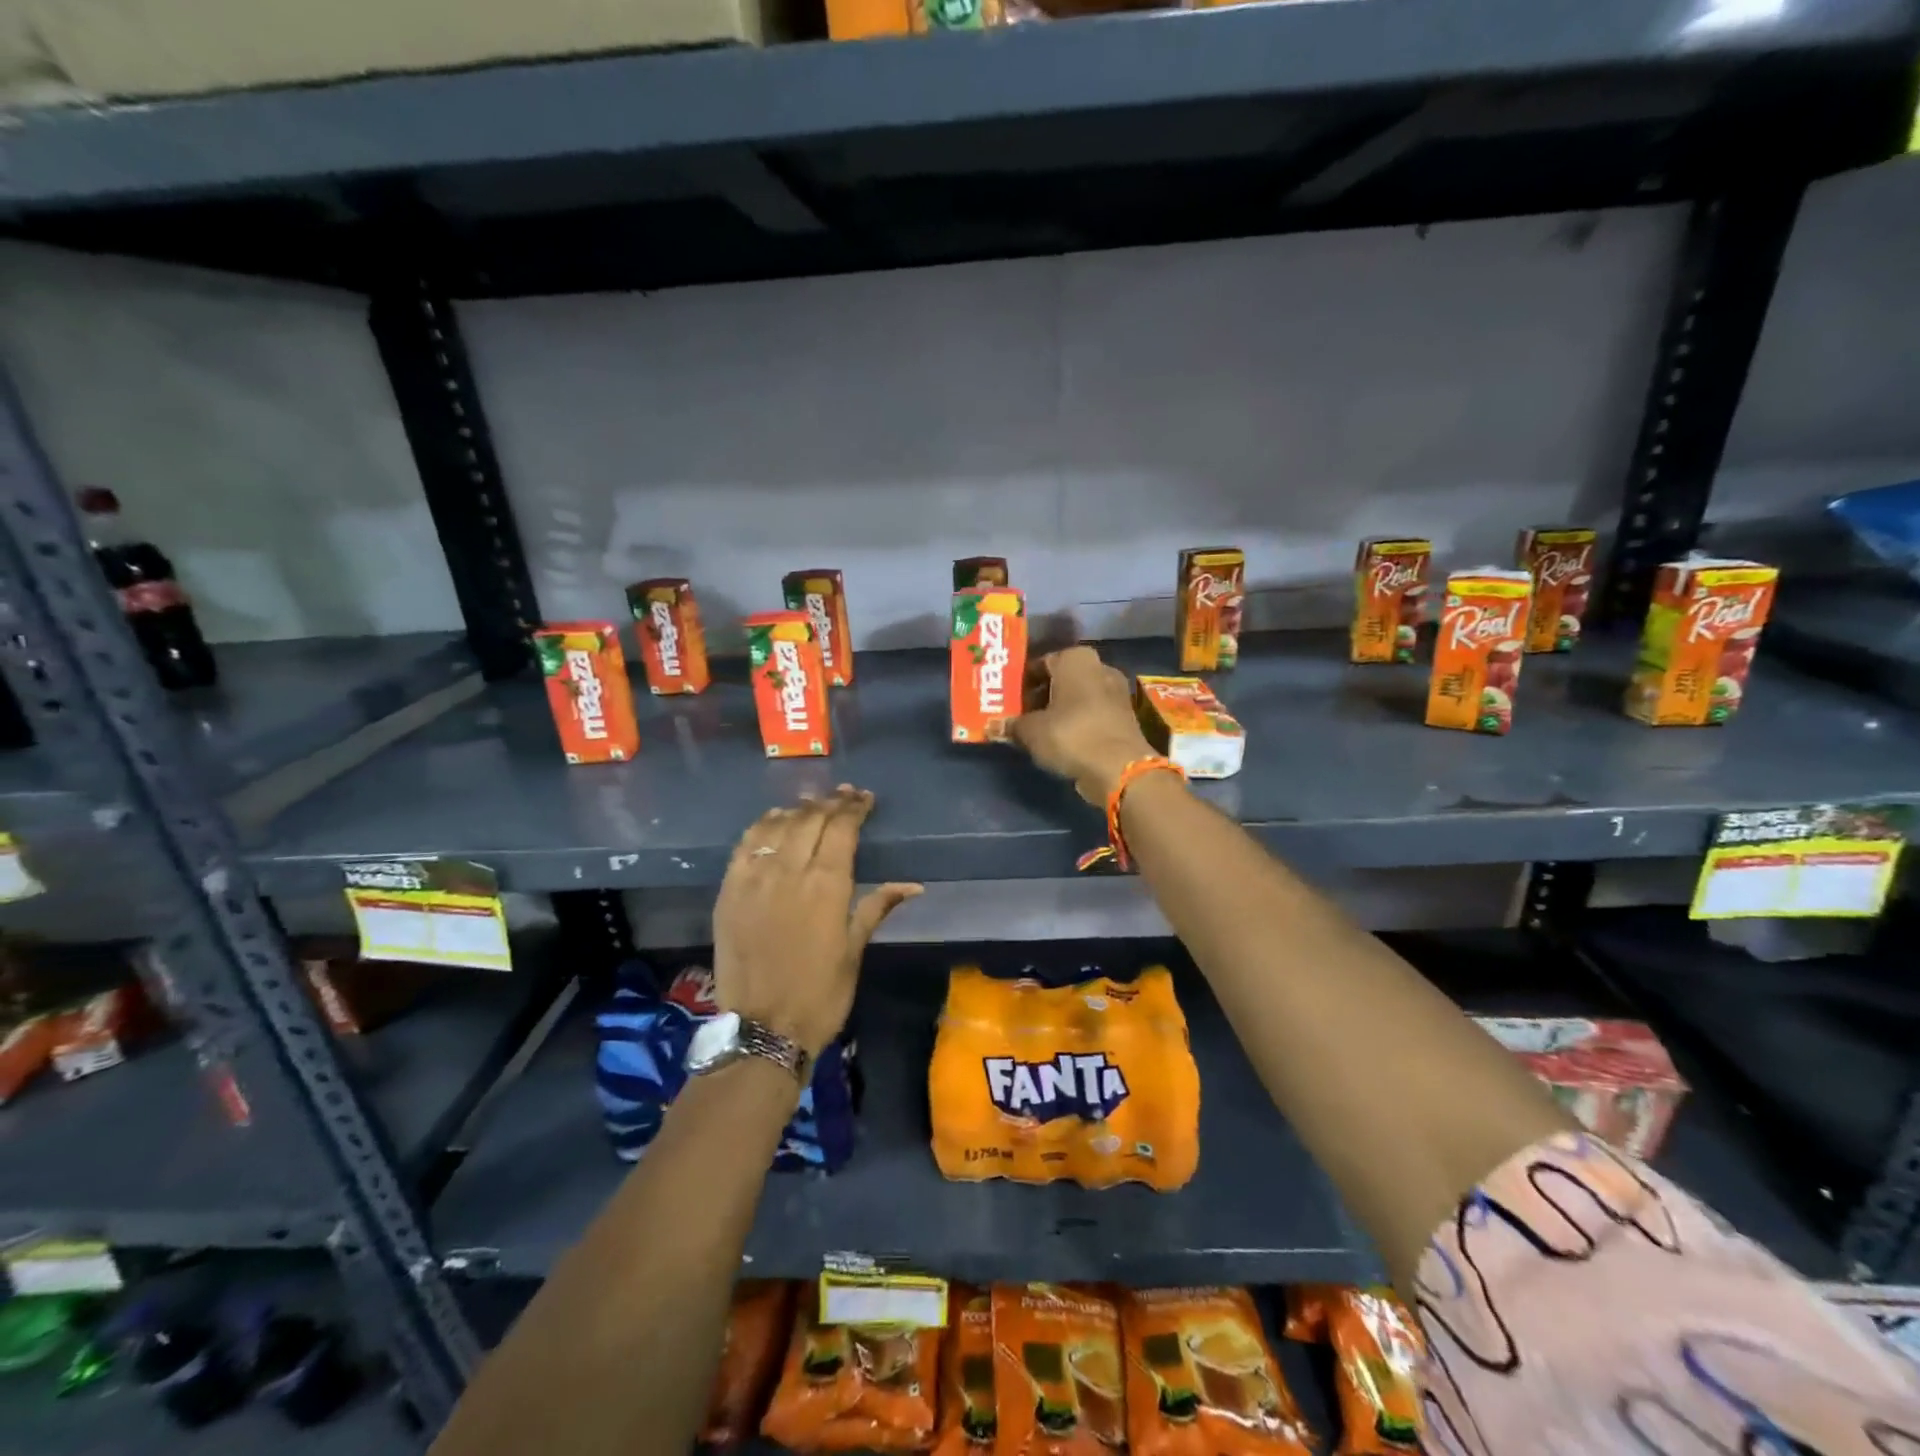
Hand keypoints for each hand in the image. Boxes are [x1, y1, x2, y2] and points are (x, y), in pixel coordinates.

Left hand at [713, 786, 921, 1058]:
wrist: (763, 1028)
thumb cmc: (820, 994)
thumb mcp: (855, 950)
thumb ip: (877, 906)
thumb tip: (913, 885)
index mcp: (827, 885)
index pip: (842, 829)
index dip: (854, 809)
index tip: (864, 798)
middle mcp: (790, 871)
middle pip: (811, 820)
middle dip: (830, 803)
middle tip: (844, 795)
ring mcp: (755, 878)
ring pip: (778, 826)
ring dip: (798, 810)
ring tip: (812, 803)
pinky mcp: (729, 890)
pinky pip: (746, 844)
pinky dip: (762, 826)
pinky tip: (773, 820)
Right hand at [1008, 646, 1155, 803]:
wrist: (1119, 768)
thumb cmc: (1070, 735)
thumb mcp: (1031, 731)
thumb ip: (1011, 725)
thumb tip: (991, 726)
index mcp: (1076, 659)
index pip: (1040, 662)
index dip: (1021, 681)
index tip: (1008, 698)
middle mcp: (1099, 668)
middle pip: (1060, 679)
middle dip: (1040, 695)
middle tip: (1018, 714)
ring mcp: (1115, 692)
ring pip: (1077, 697)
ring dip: (1058, 710)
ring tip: (1035, 730)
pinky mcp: (1124, 717)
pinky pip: (1091, 714)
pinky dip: (1076, 723)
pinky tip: (1060, 740)